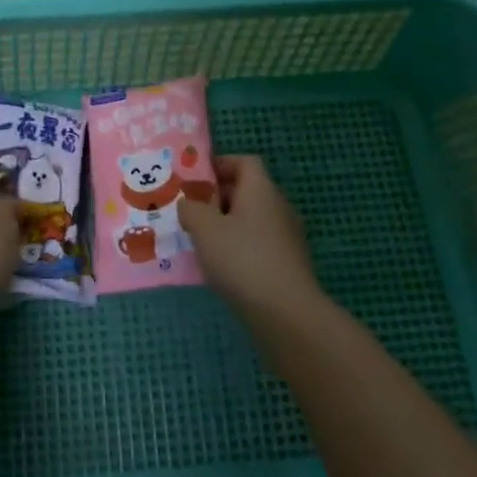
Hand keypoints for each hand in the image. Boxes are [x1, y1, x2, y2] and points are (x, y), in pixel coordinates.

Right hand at [179, 156, 323, 319]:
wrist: (287, 315)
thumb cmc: (242, 259)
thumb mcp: (204, 228)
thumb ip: (190, 209)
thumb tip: (188, 204)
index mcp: (261, 189)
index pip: (244, 162)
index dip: (220, 164)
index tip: (195, 179)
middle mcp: (278, 207)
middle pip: (247, 191)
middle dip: (217, 198)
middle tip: (190, 211)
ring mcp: (287, 238)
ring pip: (251, 220)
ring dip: (226, 226)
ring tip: (200, 242)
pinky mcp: (288, 265)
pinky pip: (258, 245)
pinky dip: (239, 249)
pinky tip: (221, 268)